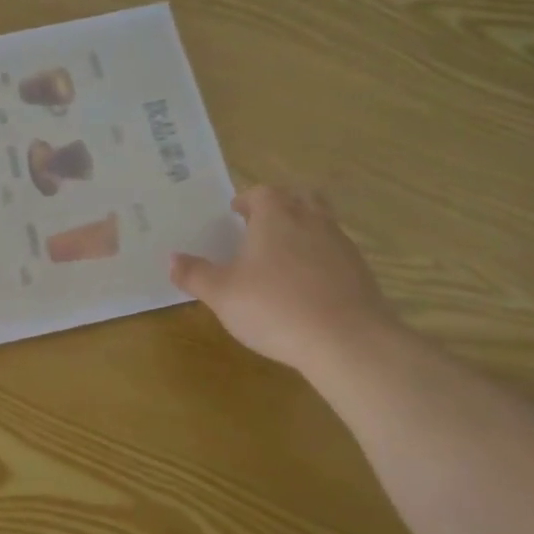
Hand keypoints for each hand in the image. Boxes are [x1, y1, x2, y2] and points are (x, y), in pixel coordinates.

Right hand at [170, 185, 392, 371]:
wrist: (347, 340)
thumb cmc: (275, 307)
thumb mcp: (222, 294)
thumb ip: (195, 274)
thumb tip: (172, 258)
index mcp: (276, 215)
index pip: (261, 193)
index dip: (247, 201)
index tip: (237, 213)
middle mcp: (311, 219)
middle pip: (299, 198)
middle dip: (282, 206)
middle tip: (263, 226)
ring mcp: (341, 244)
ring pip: (322, 223)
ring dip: (304, 231)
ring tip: (285, 257)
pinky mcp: (361, 272)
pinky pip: (336, 254)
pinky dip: (322, 260)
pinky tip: (309, 286)